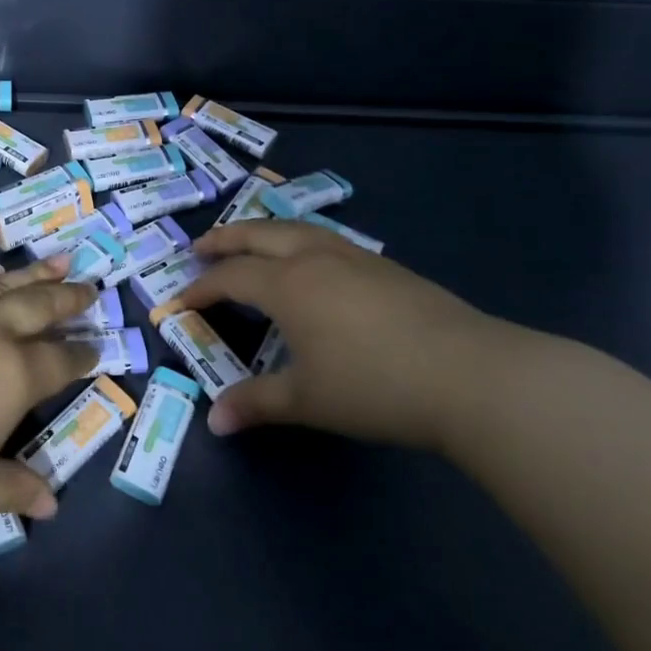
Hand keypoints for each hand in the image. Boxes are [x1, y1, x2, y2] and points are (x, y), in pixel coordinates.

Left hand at [0, 259, 98, 555]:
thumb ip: (11, 487)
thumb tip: (50, 504)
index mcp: (11, 376)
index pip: (58, 359)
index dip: (80, 353)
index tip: (95, 346)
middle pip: (36, 305)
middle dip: (66, 297)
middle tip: (88, 286)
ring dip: (28, 275)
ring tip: (52, 264)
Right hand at [170, 220, 530, 450]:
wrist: (471, 375)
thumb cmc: (375, 386)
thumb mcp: (307, 400)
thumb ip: (257, 404)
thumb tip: (215, 421)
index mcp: (287, 285)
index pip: (230, 277)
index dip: (200, 289)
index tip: (178, 301)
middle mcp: (314, 259)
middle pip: (257, 235)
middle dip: (224, 239)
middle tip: (200, 246)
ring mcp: (353, 257)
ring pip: (295, 229)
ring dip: (263, 232)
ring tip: (250, 241)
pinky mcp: (385, 266)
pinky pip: (325, 239)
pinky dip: (299, 240)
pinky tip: (310, 260)